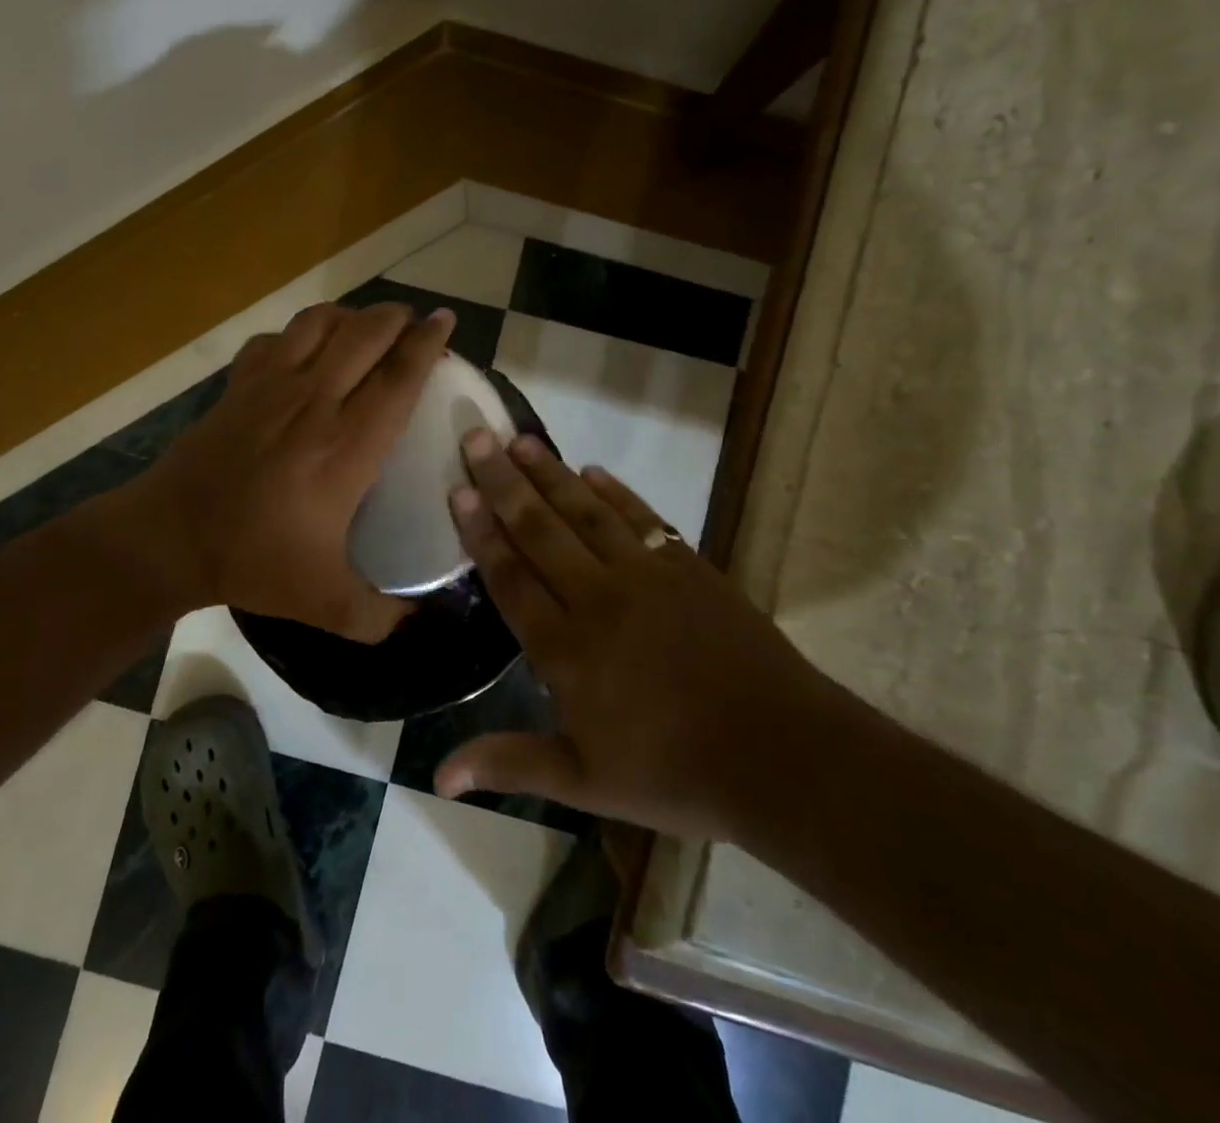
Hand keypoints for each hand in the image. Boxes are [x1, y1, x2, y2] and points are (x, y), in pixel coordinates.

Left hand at [133, 301, 453, 639]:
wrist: (171, 538)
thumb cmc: (254, 561)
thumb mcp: (326, 605)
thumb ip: (379, 617)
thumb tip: (416, 618)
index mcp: (346, 445)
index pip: (398, 376)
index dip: (427, 343)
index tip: (445, 322)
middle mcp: (314, 401)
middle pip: (365, 333)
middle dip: (397, 318)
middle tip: (413, 326)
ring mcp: (271, 385)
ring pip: (320, 323)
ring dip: (351, 316)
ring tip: (365, 329)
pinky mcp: (238, 384)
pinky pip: (276, 338)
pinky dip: (299, 334)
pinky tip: (305, 352)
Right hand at [435, 430, 834, 839]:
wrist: (782, 756)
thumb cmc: (673, 774)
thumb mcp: (583, 782)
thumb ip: (508, 764)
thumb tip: (437, 777)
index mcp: (565, 648)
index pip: (510, 576)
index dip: (481, 531)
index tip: (458, 488)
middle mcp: (597, 598)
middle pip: (539, 529)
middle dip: (503, 482)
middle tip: (476, 436)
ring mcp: (647, 577)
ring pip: (586, 513)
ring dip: (551, 474)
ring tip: (521, 441)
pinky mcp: (690, 568)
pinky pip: (643, 518)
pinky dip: (615, 493)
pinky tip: (593, 472)